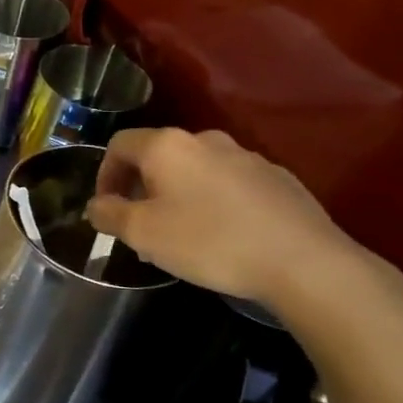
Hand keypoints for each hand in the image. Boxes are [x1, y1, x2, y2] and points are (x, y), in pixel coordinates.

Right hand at [85, 127, 368, 311]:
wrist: (304, 262)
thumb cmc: (208, 241)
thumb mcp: (141, 233)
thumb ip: (108, 214)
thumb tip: (97, 205)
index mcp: (167, 146)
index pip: (119, 144)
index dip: (104, 174)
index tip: (106, 209)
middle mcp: (206, 140)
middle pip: (158, 156)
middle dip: (141, 187)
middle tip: (139, 226)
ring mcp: (246, 157)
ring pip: (195, 171)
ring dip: (177, 196)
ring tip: (180, 235)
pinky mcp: (277, 179)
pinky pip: (228, 185)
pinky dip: (212, 203)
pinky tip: (221, 237)